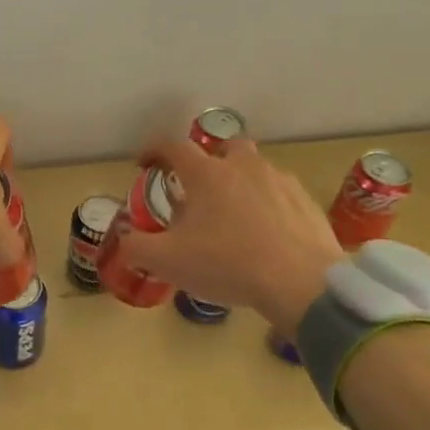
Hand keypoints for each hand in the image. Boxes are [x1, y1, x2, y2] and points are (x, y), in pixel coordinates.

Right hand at [112, 138, 342, 327]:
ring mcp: (279, 181)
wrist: (301, 284)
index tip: (143, 165)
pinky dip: (267, 204)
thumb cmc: (227, 265)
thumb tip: (123, 236)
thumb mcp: (167, 262)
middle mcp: (243, 166)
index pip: (173, 146)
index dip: (153, 151)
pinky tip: (265, 233)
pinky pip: (279, 193)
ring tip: (232, 215)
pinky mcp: (305, 201)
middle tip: (198, 189)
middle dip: (207, 161)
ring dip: (239, 182)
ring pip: (254, 169)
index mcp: (206, 173)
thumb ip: (136, 246)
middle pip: (223, 147)